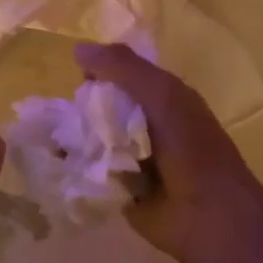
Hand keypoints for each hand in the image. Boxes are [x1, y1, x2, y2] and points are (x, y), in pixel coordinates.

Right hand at [75, 43, 262, 262]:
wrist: (209, 215)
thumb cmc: (191, 147)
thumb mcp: (161, 94)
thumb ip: (123, 67)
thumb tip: (77, 48)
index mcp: (162, 97)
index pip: (122, 73)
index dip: (100, 70)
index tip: (80, 77)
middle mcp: (146, 123)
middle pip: (103, 105)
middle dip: (82, 105)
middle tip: (63, 111)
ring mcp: (131, 157)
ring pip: (93, 136)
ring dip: (75, 136)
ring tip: (53, 135)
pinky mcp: (118, 187)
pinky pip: (90, 168)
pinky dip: (77, 164)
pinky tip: (59, 160)